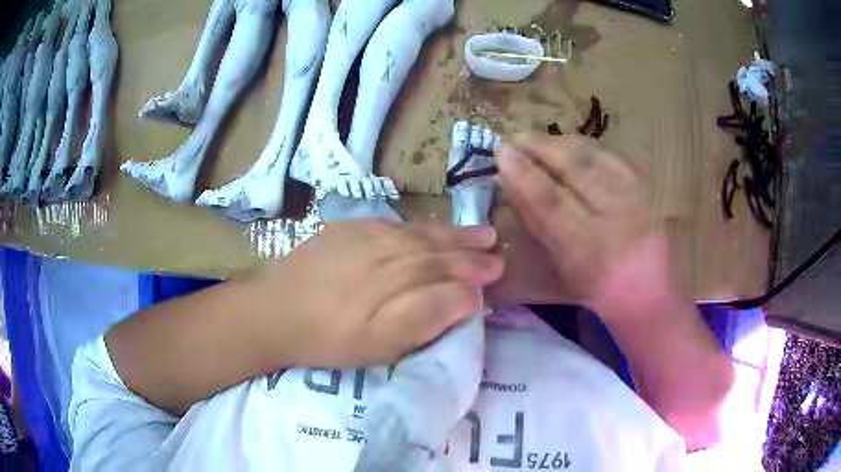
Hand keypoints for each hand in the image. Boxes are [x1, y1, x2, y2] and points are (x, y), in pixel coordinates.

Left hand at [246, 220, 503, 367]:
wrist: (273, 311)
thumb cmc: (327, 340)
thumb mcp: (378, 346)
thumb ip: (425, 319)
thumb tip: (467, 299)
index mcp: (393, 288)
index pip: (445, 278)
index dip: (472, 277)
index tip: (496, 274)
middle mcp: (384, 256)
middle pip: (435, 251)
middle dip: (469, 251)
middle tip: (496, 249)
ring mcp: (364, 238)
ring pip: (419, 234)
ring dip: (452, 234)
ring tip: (480, 233)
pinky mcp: (347, 229)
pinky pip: (394, 225)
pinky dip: (420, 227)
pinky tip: (433, 230)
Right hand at [495, 135, 673, 313]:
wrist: (661, 295)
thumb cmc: (604, 293)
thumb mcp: (566, 272)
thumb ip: (540, 229)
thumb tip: (513, 189)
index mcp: (592, 249)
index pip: (550, 201)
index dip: (523, 174)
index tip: (502, 153)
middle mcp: (619, 217)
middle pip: (576, 168)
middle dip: (542, 147)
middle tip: (518, 139)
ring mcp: (640, 197)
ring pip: (597, 155)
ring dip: (564, 143)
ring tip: (542, 140)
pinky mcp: (652, 186)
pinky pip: (614, 156)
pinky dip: (589, 148)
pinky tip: (575, 147)